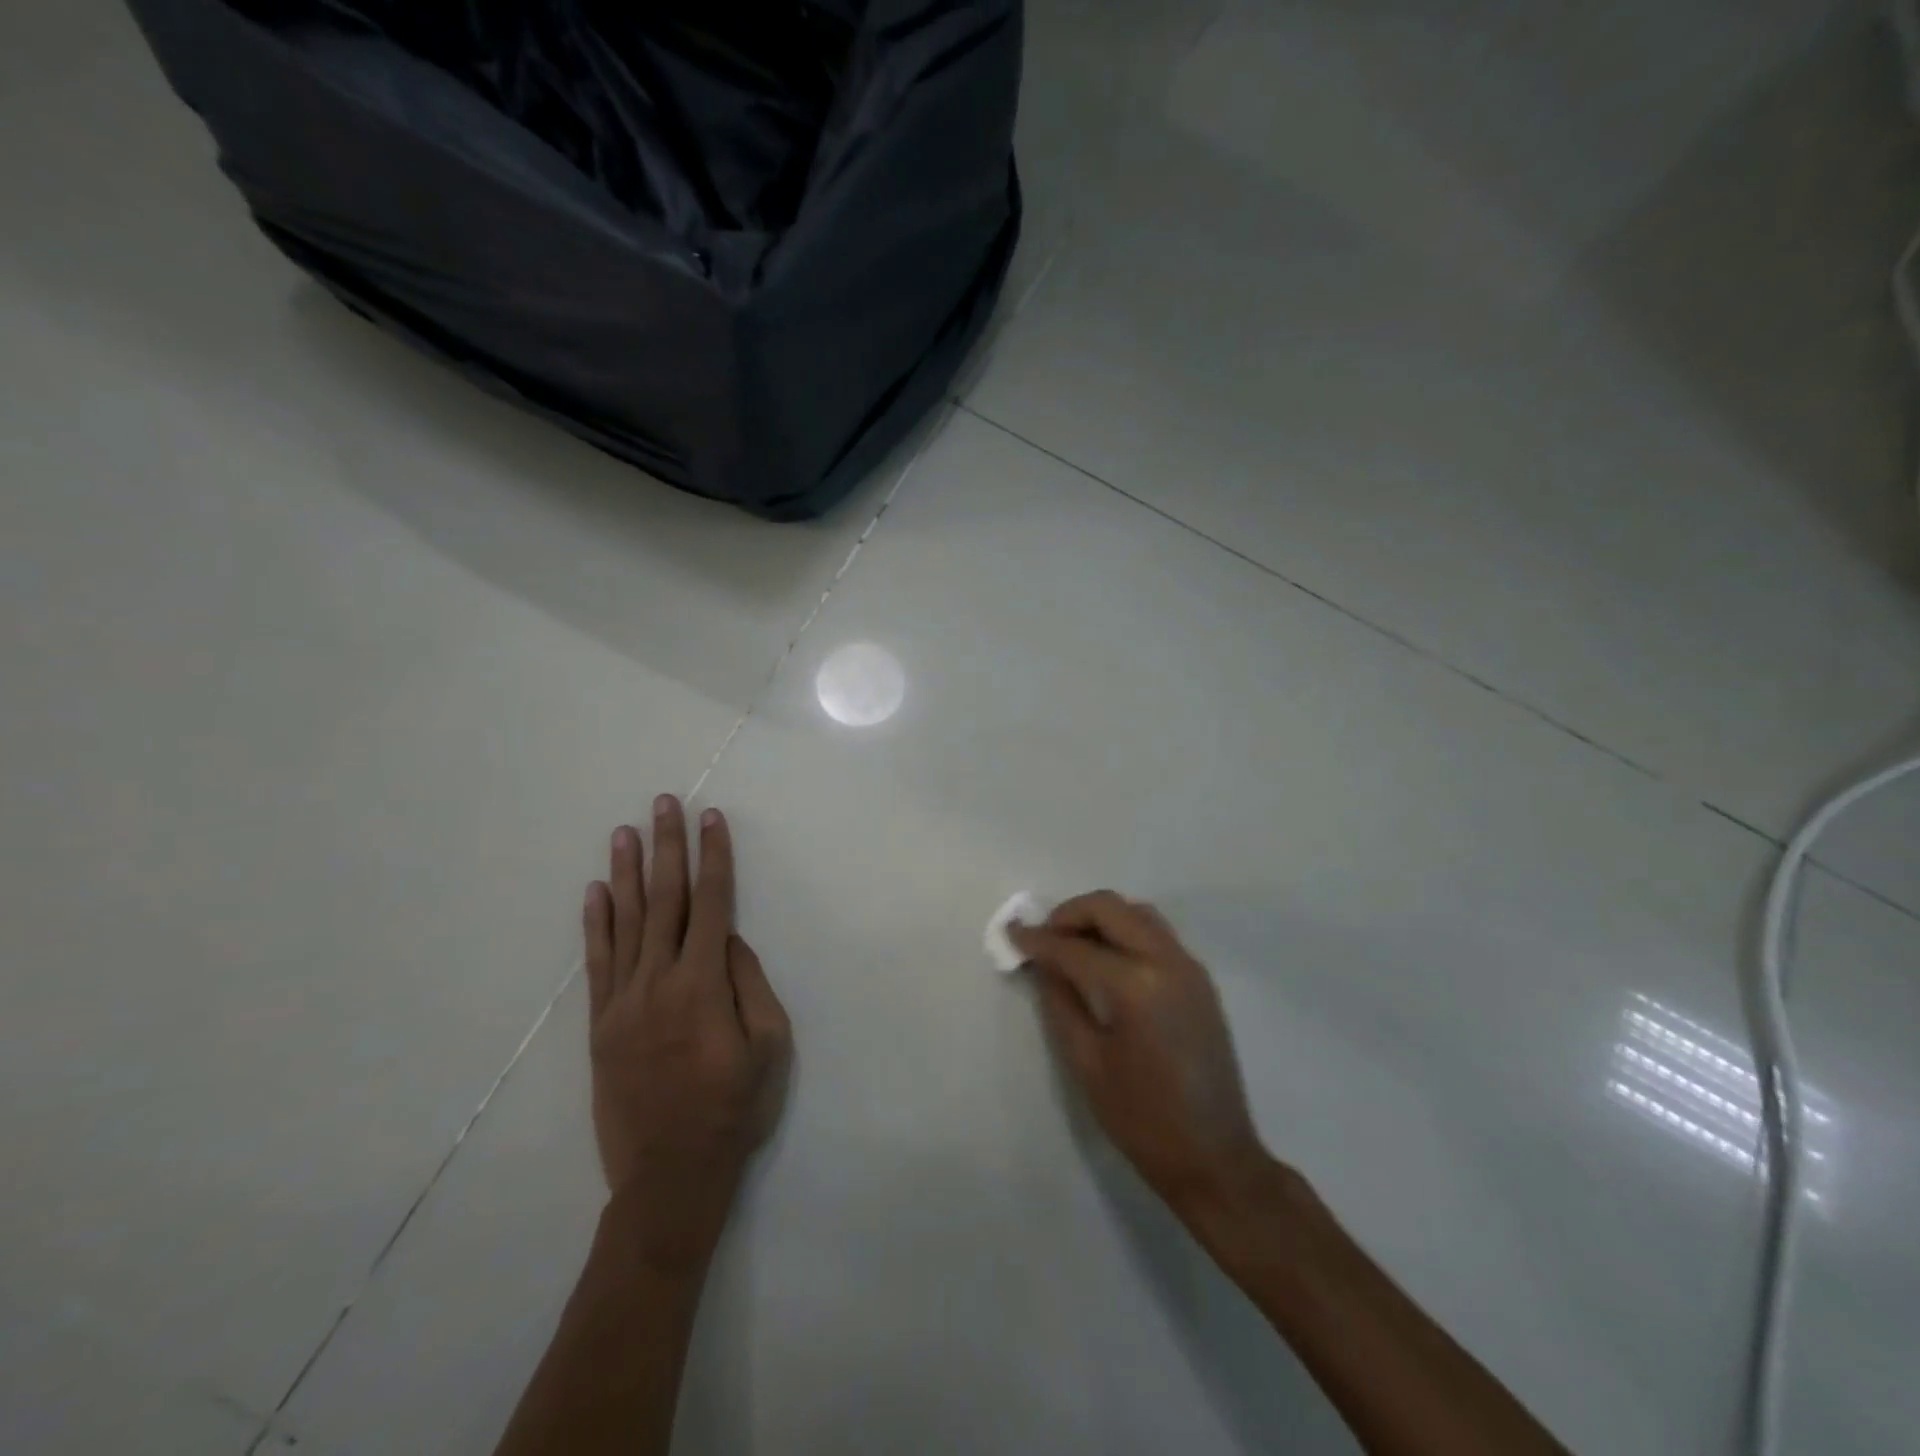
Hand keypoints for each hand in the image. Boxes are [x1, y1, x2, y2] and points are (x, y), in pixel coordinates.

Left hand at [583, 797, 790, 1265]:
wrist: (669, 1174)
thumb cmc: (734, 1108)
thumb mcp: (769, 1046)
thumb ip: (749, 984)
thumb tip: (727, 939)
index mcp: (704, 984)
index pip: (712, 903)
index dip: (714, 858)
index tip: (712, 819)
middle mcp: (659, 981)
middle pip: (665, 900)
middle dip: (667, 847)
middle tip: (663, 804)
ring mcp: (623, 1001)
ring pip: (624, 922)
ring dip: (626, 873)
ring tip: (625, 831)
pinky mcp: (600, 1023)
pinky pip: (596, 963)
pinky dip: (595, 923)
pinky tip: (595, 891)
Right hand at [1010, 892, 1272, 1217]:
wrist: (1215, 1157)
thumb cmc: (1142, 1119)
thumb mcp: (1086, 1062)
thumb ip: (1060, 1001)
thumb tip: (1043, 963)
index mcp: (1136, 985)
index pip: (1074, 947)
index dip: (1037, 939)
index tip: (1011, 932)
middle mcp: (1166, 960)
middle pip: (1109, 908)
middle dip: (1069, 915)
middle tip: (1043, 938)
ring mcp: (1188, 966)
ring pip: (1136, 913)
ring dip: (1100, 918)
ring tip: (1072, 946)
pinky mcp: (1199, 979)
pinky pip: (1156, 934)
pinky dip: (1124, 932)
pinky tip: (1105, 960)